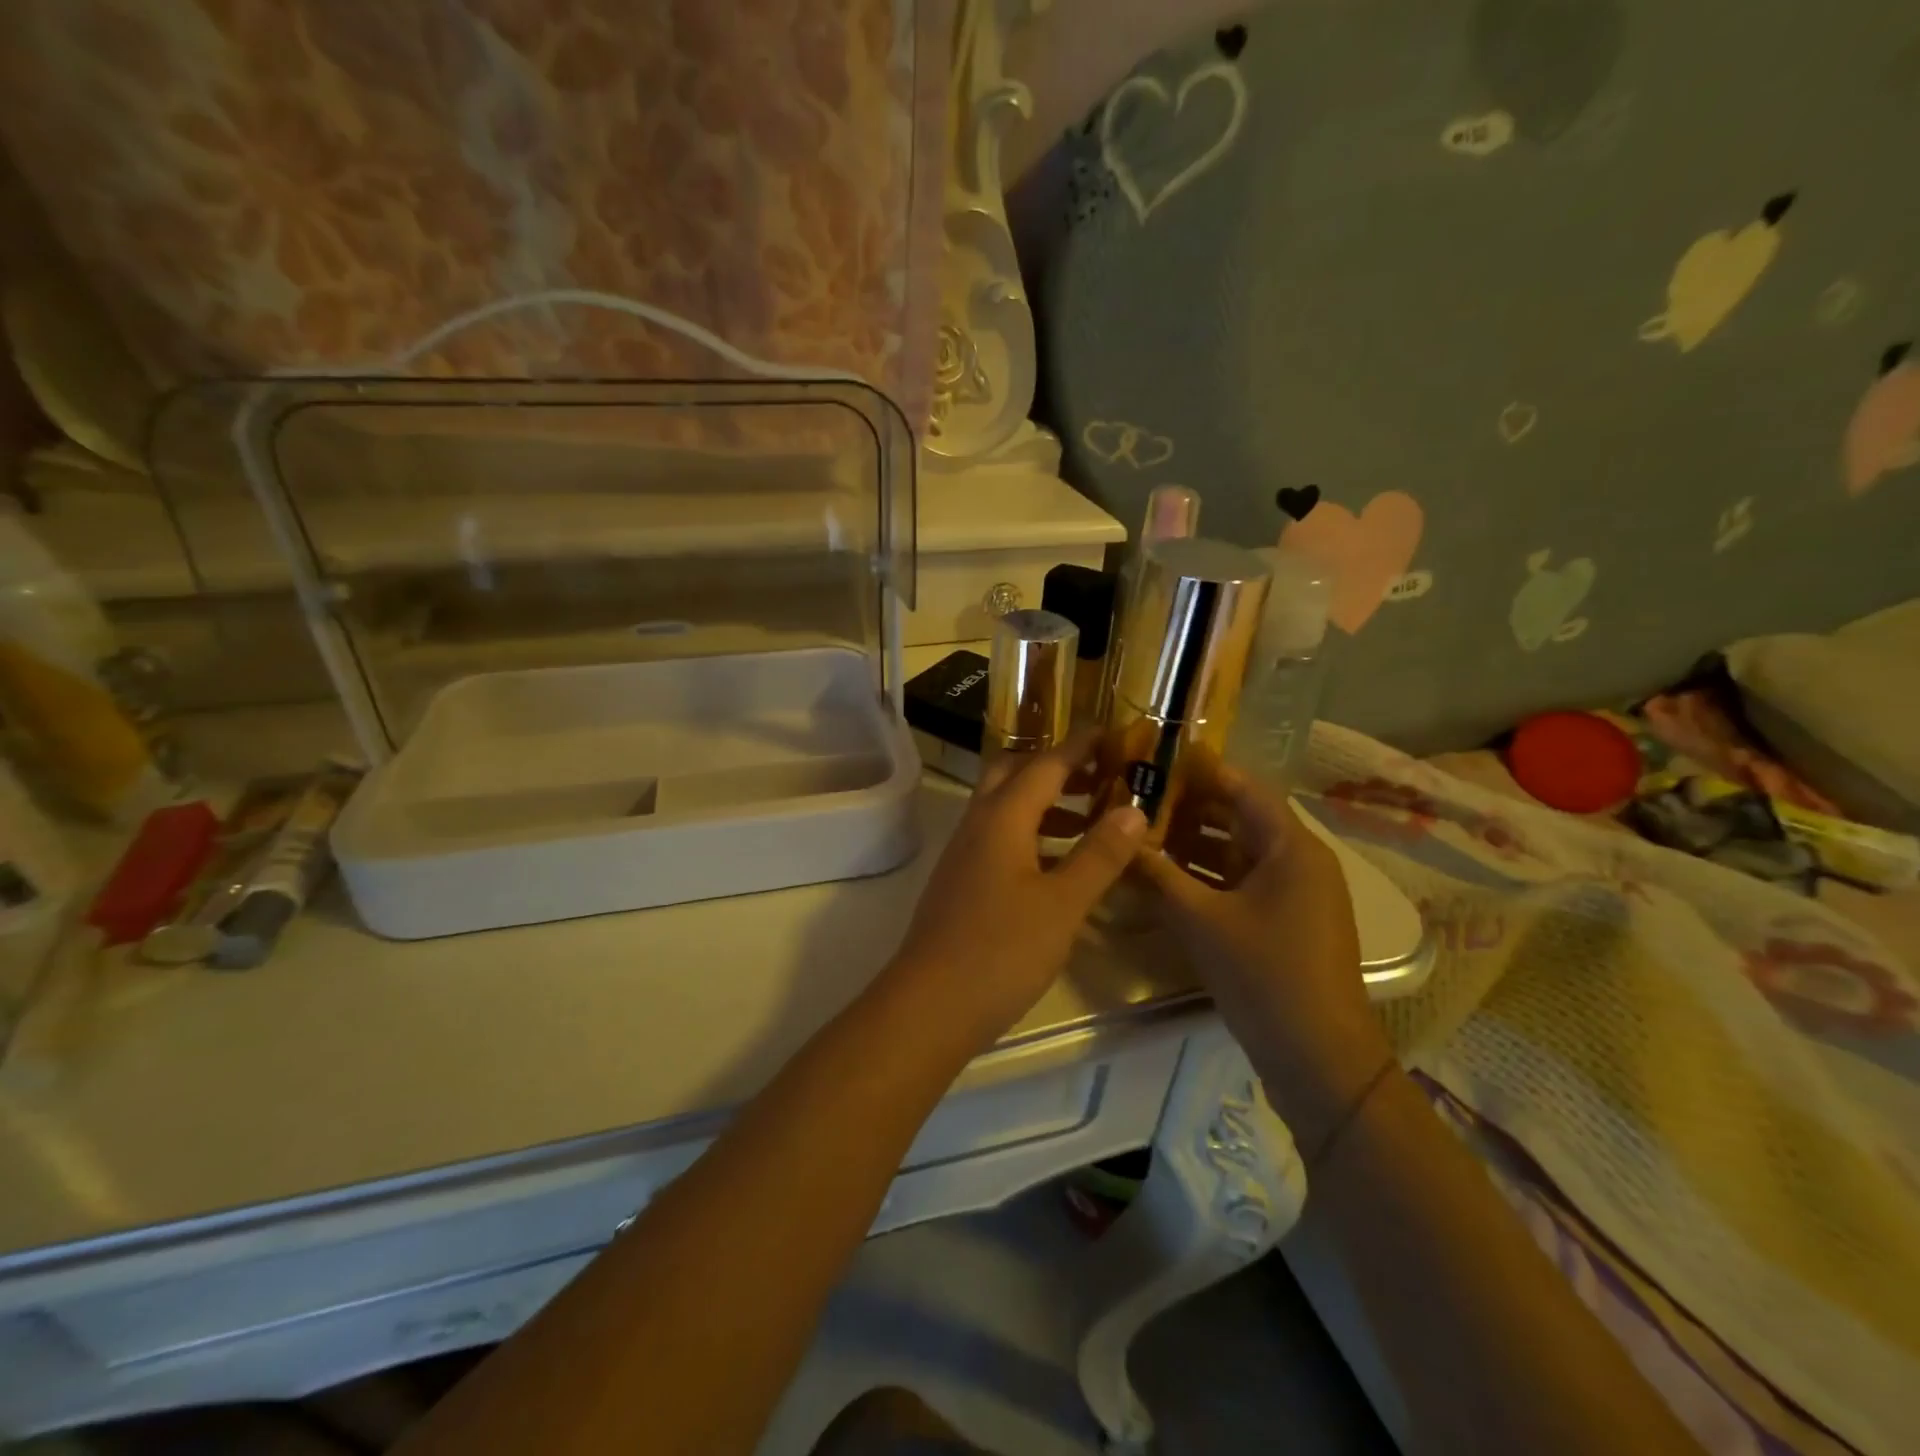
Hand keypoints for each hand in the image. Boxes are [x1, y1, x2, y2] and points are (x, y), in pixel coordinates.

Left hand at [884, 733, 1147, 1051]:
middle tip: (1098, 774)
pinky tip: (1058, 865)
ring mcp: (964, 854)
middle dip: (1055, 767)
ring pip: (1005, 808)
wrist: (929, 1006)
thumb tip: (1133, 809)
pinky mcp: (961, 882)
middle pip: (1013, 774)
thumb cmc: (1000, 950)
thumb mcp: (1062, 904)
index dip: (1079, 746)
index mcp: (1002, 817)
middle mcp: (978, 824)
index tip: (1111, 732)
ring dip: (1045, 802)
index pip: (1045, 764)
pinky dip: (1032, 835)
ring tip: (1091, 818)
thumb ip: (1099, 855)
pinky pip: (999, 838)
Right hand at [1137, 758, 1392, 1158]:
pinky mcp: (1288, 921)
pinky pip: (1244, 881)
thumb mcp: (1200, 920)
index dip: (1201, 771)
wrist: (1319, 1056)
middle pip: (1242, 817)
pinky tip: (1170, 878)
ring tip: (1146, 834)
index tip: (1156, 761)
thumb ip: (1157, 875)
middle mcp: (1301, 860)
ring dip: (1197, 843)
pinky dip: (1210, 874)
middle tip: (1140, 800)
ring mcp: (1298, 893)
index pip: (1243, 788)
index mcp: (1291, 847)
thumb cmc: (1263, 974)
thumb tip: (1119, 842)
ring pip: (1241, 851)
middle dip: (1191, 808)